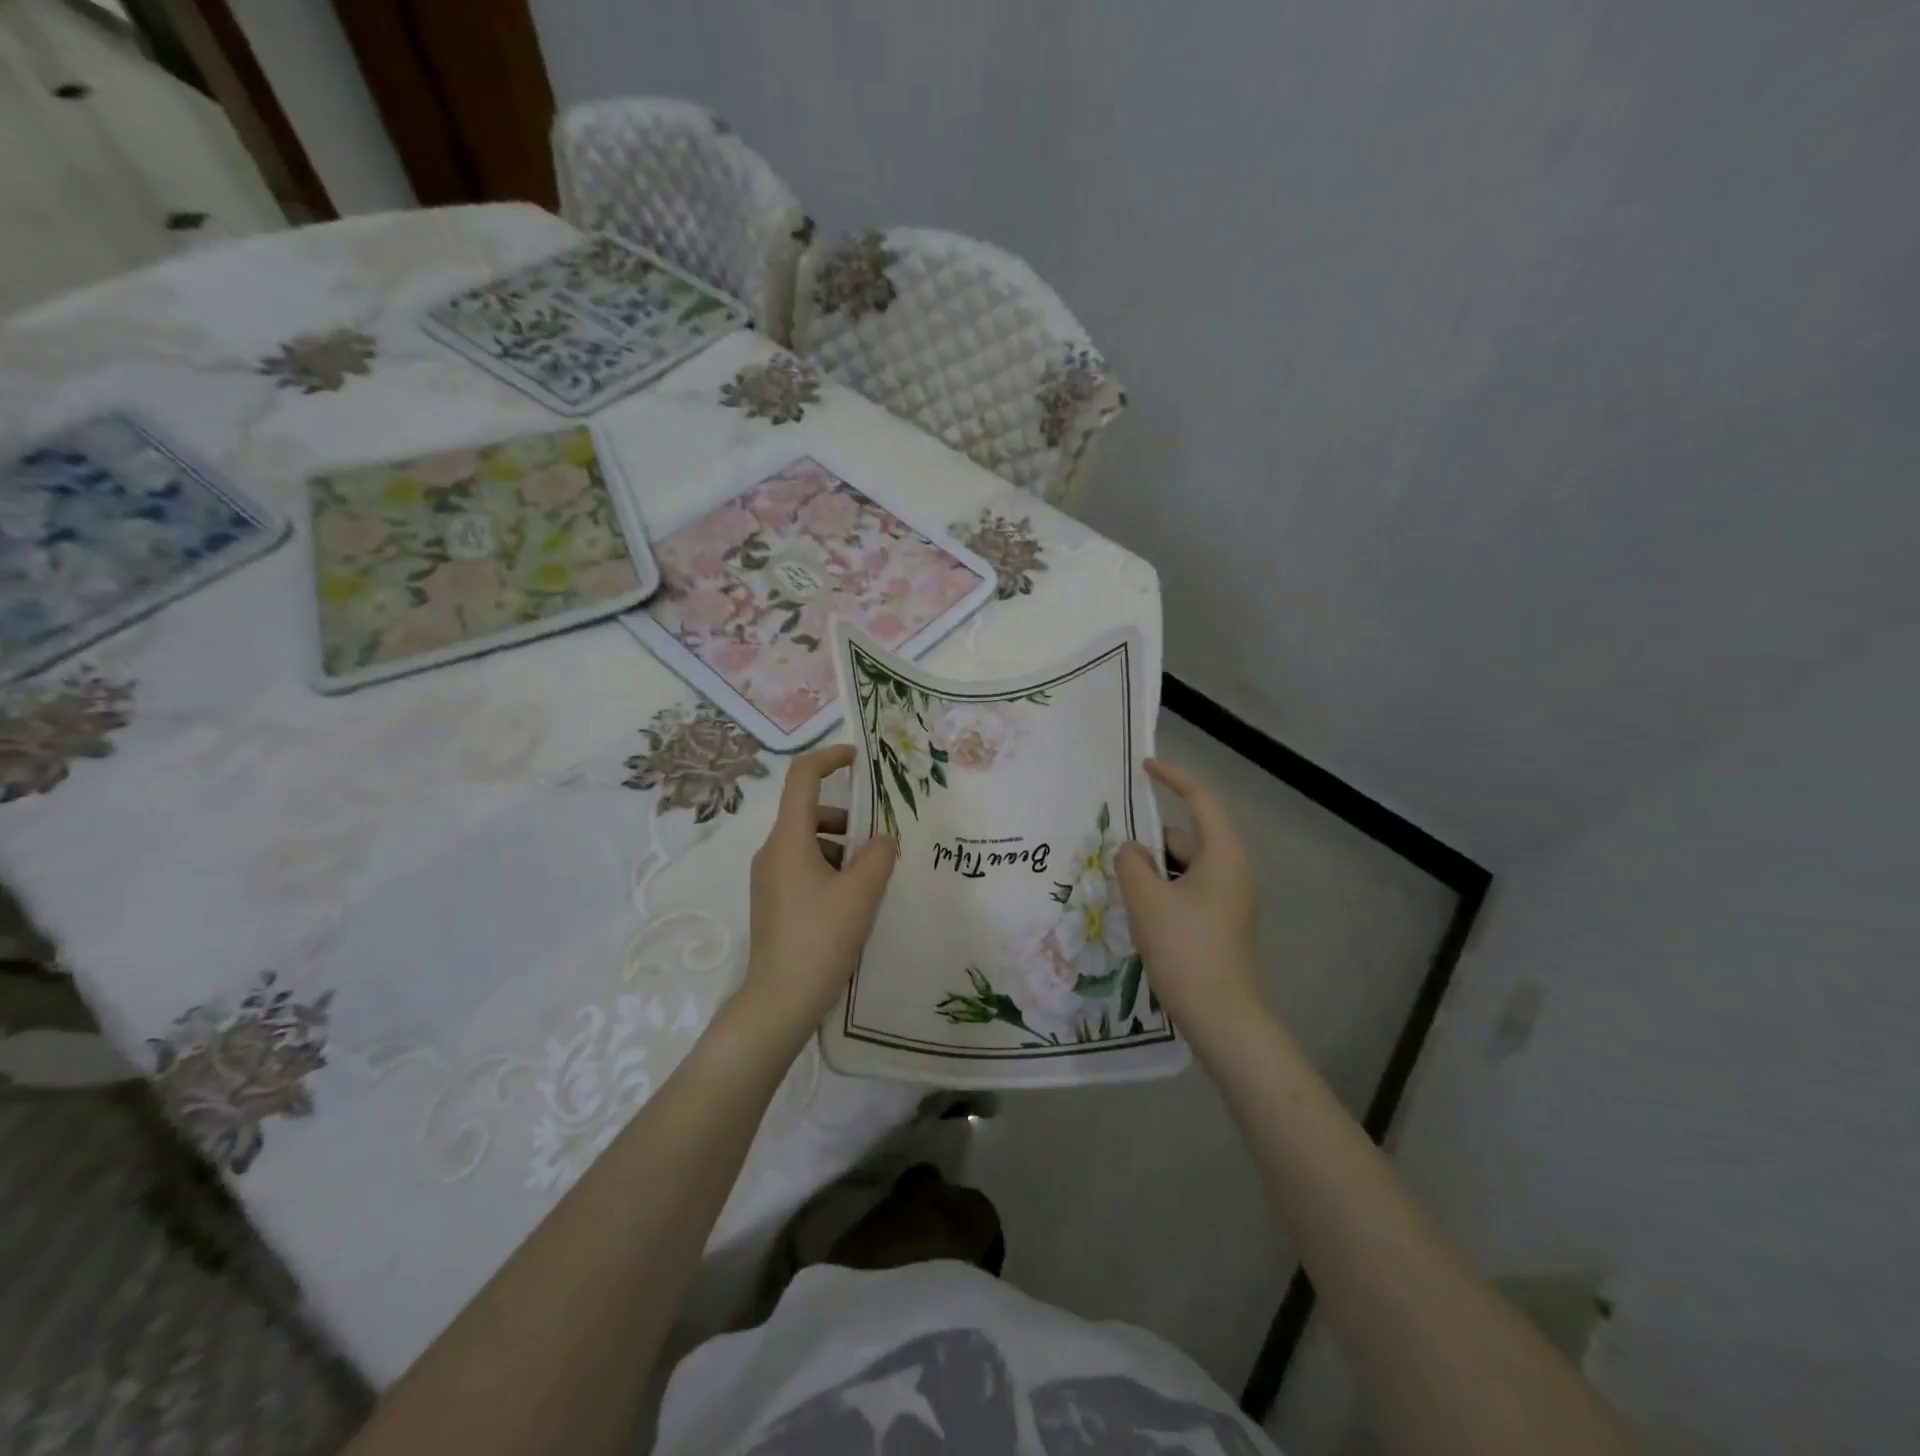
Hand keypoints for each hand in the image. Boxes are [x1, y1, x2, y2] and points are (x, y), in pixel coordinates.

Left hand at [742, 745, 897, 1030]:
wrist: (780, 1000)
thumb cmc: (821, 938)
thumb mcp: (862, 893)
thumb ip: (879, 856)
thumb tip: (884, 839)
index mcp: (788, 840)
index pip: (802, 778)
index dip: (829, 758)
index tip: (858, 759)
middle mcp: (772, 852)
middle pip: (809, 813)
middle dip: (848, 818)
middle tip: (880, 841)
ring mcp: (769, 878)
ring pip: (809, 843)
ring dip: (842, 848)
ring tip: (872, 878)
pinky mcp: (773, 902)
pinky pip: (804, 868)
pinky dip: (830, 869)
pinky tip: (853, 900)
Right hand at [1115, 757, 1260, 1032]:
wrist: (1220, 1016)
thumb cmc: (1184, 948)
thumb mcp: (1146, 899)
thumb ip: (1131, 863)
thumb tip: (1131, 852)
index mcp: (1223, 855)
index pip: (1201, 800)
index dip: (1174, 778)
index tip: (1145, 767)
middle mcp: (1233, 871)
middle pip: (1187, 839)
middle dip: (1150, 843)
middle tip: (1113, 857)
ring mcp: (1230, 900)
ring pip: (1184, 868)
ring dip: (1154, 872)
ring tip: (1121, 889)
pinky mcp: (1222, 924)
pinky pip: (1188, 891)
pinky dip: (1163, 892)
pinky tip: (1140, 914)